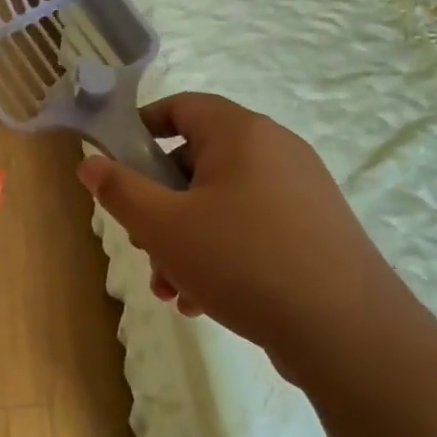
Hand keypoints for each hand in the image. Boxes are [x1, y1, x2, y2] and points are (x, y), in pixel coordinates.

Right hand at [78, 93, 409, 376]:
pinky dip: (220, 255)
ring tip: (170, 288)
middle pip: (196, 162)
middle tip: (143, 244)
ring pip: (220, 204)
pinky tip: (203, 301)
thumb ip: (119, 190)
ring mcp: (300, 192)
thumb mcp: (163, 226)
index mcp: (241, 134)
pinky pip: (250, 229)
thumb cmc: (242, 261)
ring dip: (183, 241)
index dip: (140, 129)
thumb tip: (90, 163)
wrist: (346, 330)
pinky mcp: (313, 230)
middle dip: (159, 206)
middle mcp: (275, 151)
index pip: (181, 106)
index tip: (116, 165)